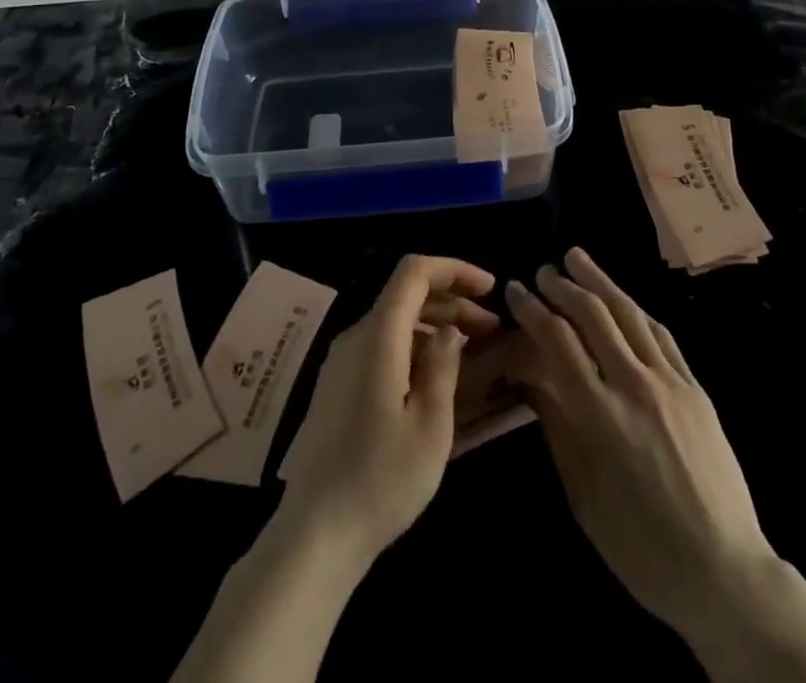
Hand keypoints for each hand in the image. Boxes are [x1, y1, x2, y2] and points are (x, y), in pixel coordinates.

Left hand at [278, 254, 498, 563]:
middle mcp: (355, 337)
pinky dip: (414, 347)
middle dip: (452, 301)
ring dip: (435, 325)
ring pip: (394, 321)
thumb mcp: (431, 425)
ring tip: (472, 351)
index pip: (414, 272)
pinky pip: (382, 347)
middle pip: (406, 295)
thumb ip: (443, 366)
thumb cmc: (381, 479)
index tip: (490, 288)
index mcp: (378, 337)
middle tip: (491, 328)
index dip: (454, 269)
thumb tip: (450, 331)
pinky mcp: (337, 387)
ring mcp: (342, 362)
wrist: (314, 535)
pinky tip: (437, 377)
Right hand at [506, 248, 773, 640]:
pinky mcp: (695, 388)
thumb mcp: (583, 494)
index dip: (533, 309)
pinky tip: (623, 299)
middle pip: (593, 316)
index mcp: (600, 416)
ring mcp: (671, 383)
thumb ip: (558, 426)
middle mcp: (635, 386)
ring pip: (629, 314)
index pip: (558, 341)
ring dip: (600, 281)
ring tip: (577, 258)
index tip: (514, 290)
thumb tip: (534, 376)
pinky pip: (662, 335)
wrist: (722, 571)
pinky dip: (636, 310)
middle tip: (542, 271)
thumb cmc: (640, 546)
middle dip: (562, 286)